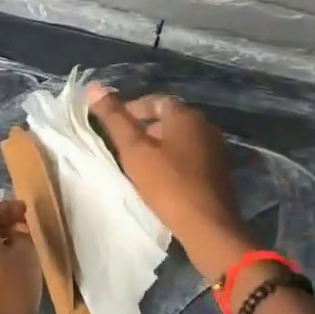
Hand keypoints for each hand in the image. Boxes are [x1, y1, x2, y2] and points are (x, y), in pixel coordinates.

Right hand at [88, 87, 255, 280]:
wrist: (208, 226)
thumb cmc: (168, 184)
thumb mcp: (134, 150)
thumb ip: (115, 118)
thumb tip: (94, 87)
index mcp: (185, 115)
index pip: (156, 100)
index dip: (133, 108)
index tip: (115, 124)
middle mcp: (205, 126)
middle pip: (170, 119)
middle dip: (145, 128)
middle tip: (124, 145)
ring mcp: (215, 149)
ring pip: (180, 139)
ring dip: (159, 145)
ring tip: (138, 163)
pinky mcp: (220, 172)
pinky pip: (191, 156)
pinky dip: (173, 160)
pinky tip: (161, 178)